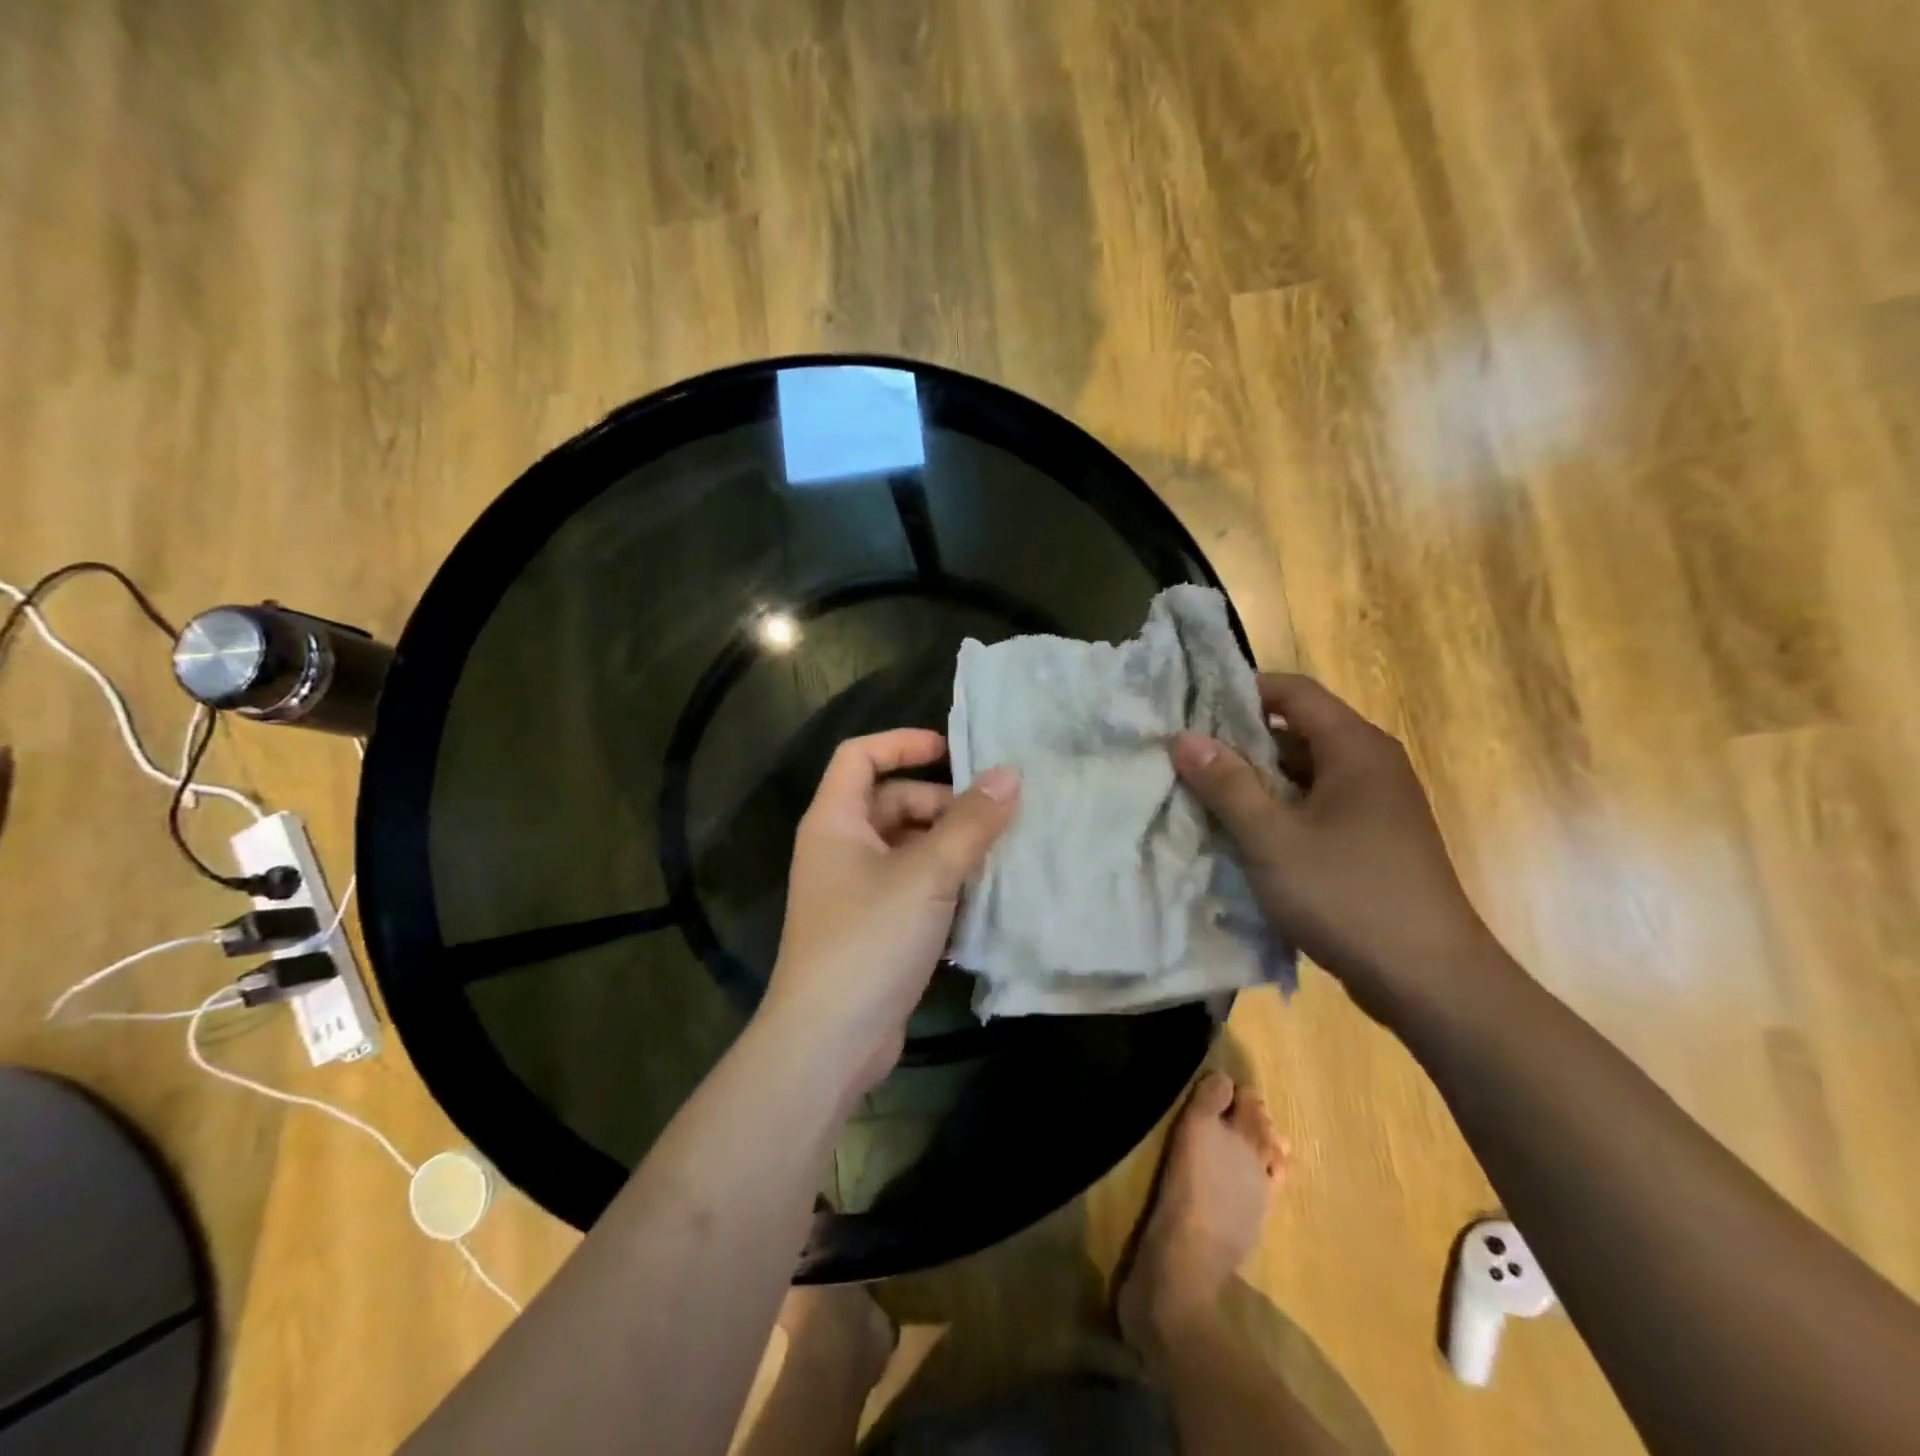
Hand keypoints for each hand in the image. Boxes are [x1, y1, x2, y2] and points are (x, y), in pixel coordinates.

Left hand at [765, 729, 1019, 1090]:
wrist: (829, 1040)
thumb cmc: (870, 939)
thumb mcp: (928, 874)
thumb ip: (971, 823)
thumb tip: (1010, 774)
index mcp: (835, 821)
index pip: (860, 756)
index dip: (903, 743)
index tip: (953, 750)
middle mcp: (839, 848)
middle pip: (891, 802)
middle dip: (941, 804)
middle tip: (992, 819)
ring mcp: (854, 891)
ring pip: (906, 847)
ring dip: (949, 846)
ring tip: (997, 855)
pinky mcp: (872, 927)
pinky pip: (911, 885)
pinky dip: (942, 882)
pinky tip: (982, 896)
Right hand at [1171, 674, 1499, 1020]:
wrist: (1431, 982)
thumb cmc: (1349, 896)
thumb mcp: (1273, 839)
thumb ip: (1227, 784)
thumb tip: (1183, 737)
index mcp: (1355, 749)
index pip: (1293, 692)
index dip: (1241, 692)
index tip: (1190, 709)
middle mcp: (1371, 766)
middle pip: (1296, 731)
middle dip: (1239, 741)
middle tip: (1184, 755)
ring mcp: (1375, 807)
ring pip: (1303, 774)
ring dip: (1255, 782)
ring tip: (1200, 794)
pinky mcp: (1371, 842)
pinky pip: (1314, 808)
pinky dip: (1277, 812)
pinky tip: (1240, 834)